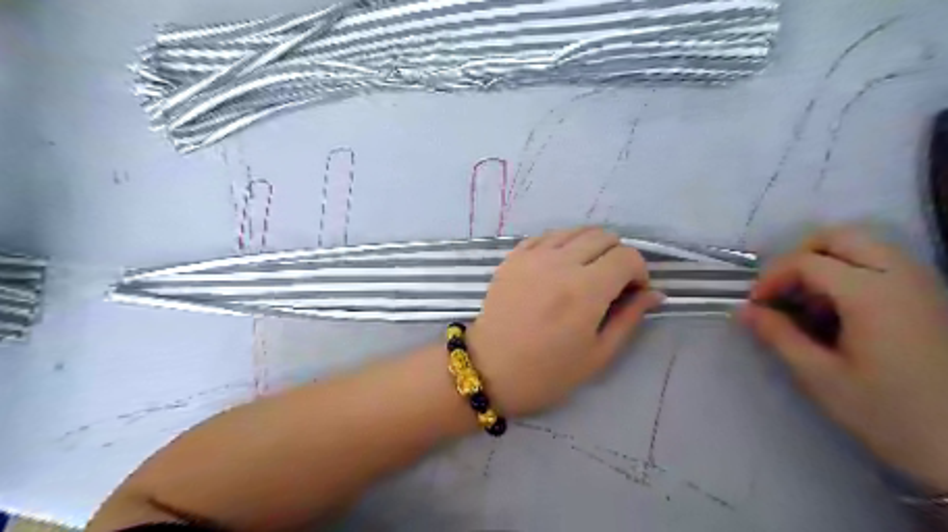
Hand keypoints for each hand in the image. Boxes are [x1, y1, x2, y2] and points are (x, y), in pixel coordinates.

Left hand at [468, 227, 661, 417]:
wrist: (489, 369)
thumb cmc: (547, 372)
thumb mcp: (598, 354)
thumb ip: (629, 318)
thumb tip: (655, 293)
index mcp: (585, 290)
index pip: (627, 256)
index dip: (639, 271)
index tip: (633, 292)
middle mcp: (560, 263)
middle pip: (603, 236)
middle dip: (617, 255)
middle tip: (611, 282)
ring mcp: (532, 256)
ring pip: (575, 231)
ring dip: (590, 246)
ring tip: (585, 273)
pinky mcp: (513, 257)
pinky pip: (546, 236)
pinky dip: (562, 244)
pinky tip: (559, 266)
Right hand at [743, 224, 947, 489]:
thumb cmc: (888, 414)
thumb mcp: (820, 377)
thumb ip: (778, 336)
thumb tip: (744, 311)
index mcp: (872, 295)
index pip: (807, 262)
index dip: (772, 278)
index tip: (756, 305)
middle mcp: (902, 277)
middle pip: (841, 237)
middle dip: (800, 256)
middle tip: (782, 290)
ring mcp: (923, 285)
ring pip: (865, 246)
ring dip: (826, 262)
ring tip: (809, 301)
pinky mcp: (931, 298)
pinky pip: (883, 264)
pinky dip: (850, 272)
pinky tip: (839, 310)